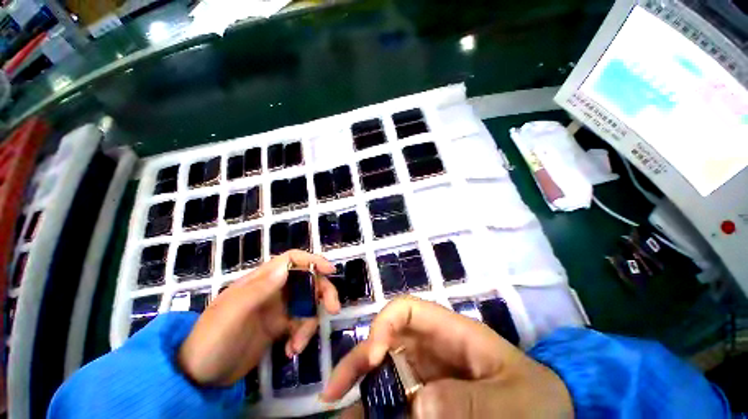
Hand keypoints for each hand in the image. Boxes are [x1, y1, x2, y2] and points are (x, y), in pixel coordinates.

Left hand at [178, 250, 339, 385]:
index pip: (292, 260)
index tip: (330, 271)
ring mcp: (277, 309)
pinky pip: (301, 324)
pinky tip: (291, 351)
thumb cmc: (211, 340)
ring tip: (298, 345)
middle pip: (307, 280)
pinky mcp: (279, 327)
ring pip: (307, 304)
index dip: (313, 261)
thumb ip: (259, 290)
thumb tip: (286, 268)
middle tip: (333, 309)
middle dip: (322, 293)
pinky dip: (302, 336)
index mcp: (261, 280)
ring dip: (310, 323)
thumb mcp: (232, 314)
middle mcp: (273, 290)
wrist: (199, 377)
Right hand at [322, 296, 572, 417]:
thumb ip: (471, 403)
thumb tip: (417, 406)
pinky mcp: (428, 396)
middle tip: (335, 393)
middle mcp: (433, 348)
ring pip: (387, 371)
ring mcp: (429, 372)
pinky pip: (397, 398)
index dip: (384, 324)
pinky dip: (379, 409)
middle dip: (360, 360)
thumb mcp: (513, 402)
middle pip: (388, 341)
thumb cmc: (538, 400)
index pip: (407, 311)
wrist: (553, 415)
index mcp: (451, 332)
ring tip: (341, 415)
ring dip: (363, 391)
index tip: (372, 358)